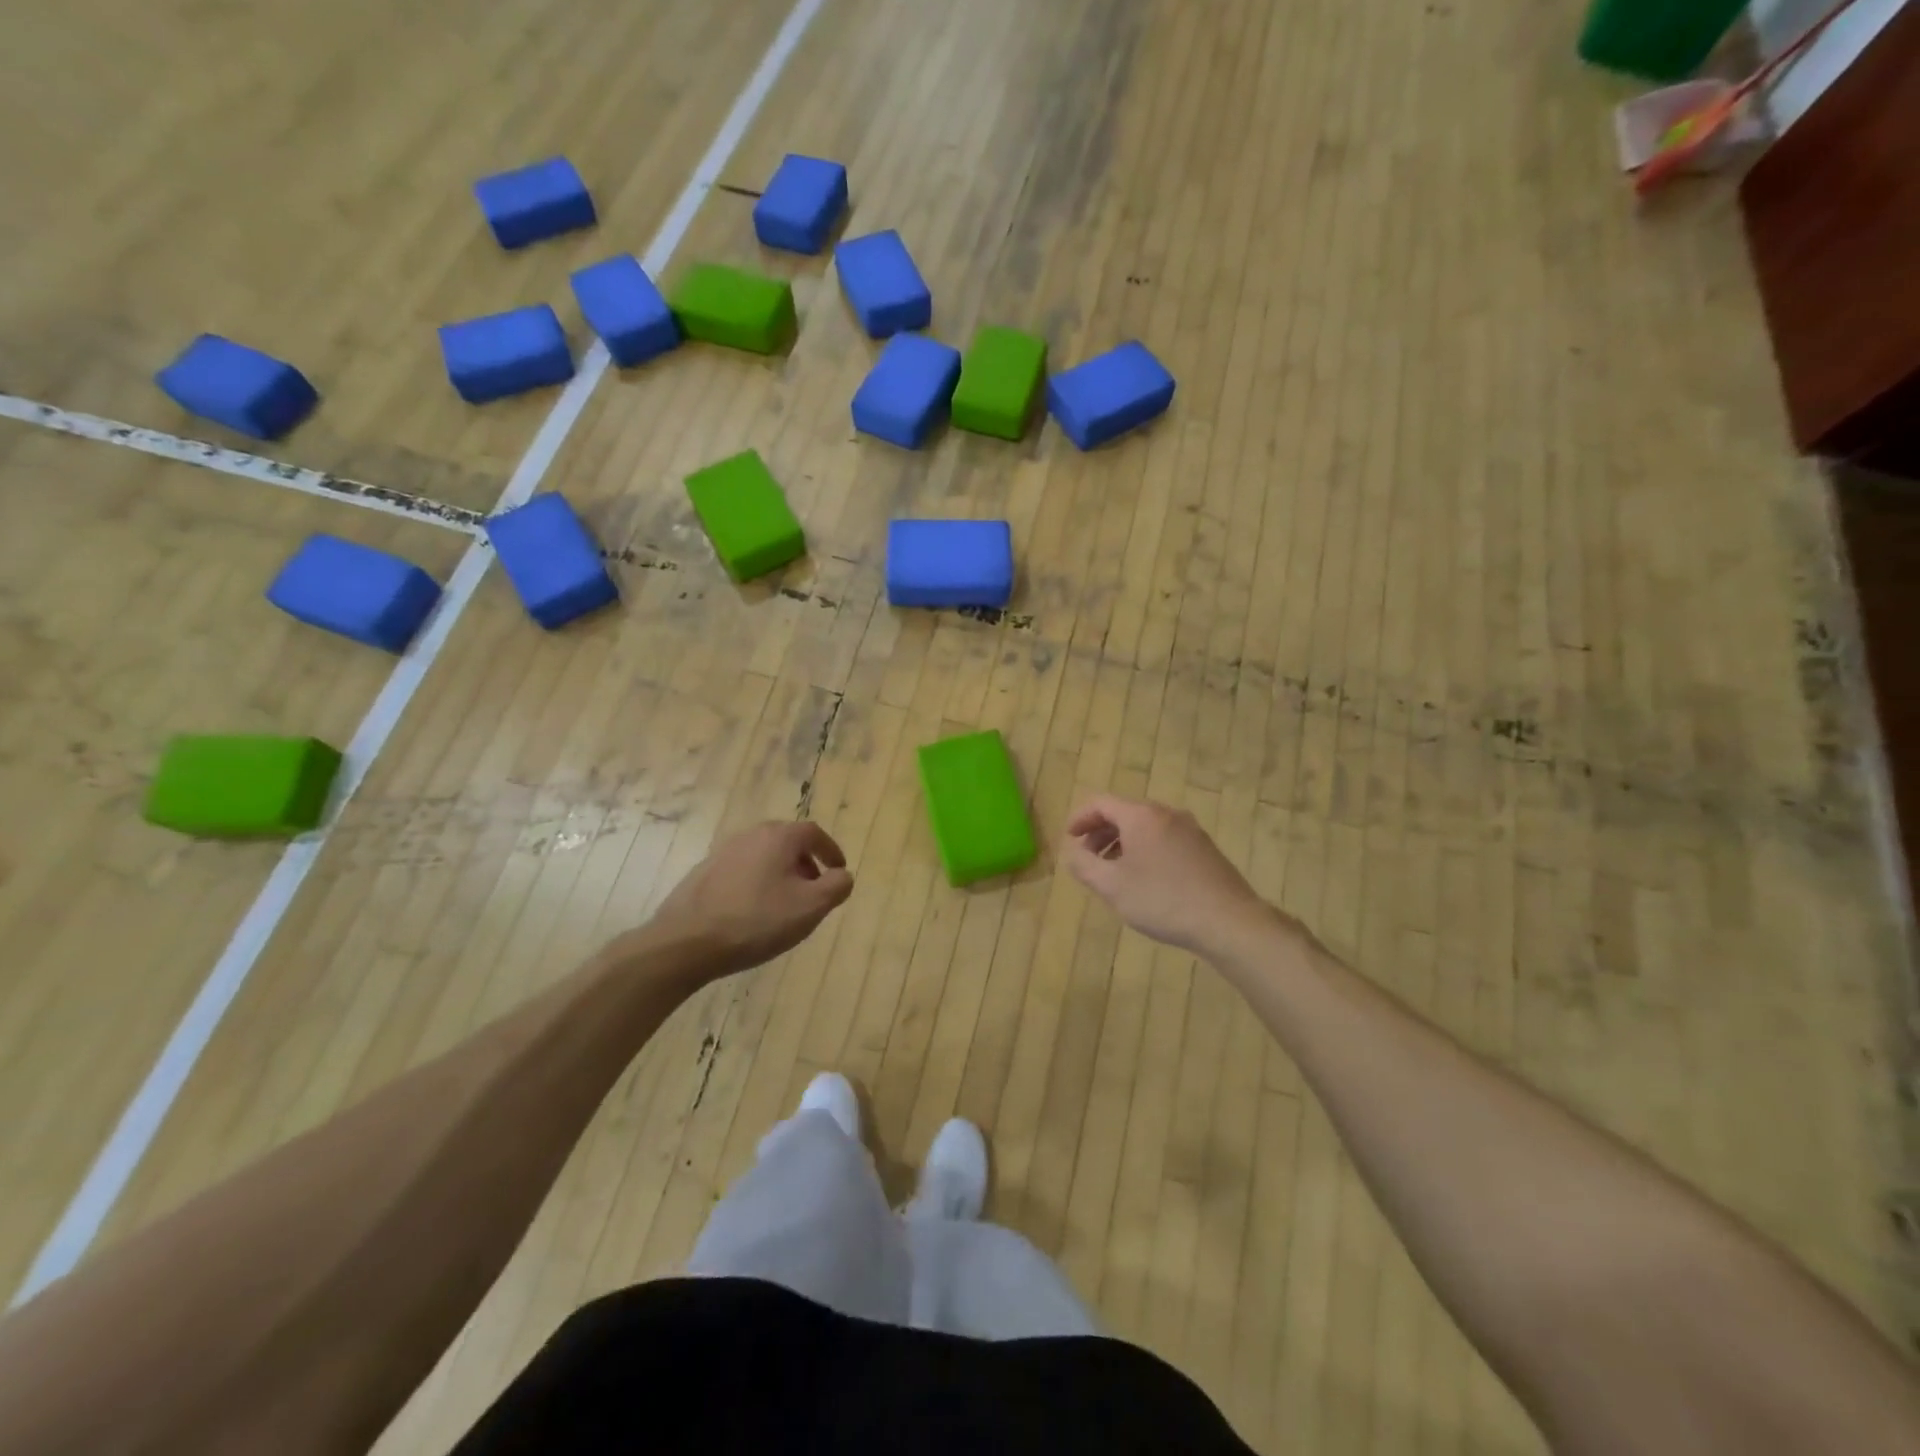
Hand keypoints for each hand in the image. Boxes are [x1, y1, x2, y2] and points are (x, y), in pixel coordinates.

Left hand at [646, 821, 853, 979]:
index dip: (831, 851)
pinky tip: (753, 913)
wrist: (686, 942)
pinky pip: (742, 871)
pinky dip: (757, 883)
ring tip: (785, 905)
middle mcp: (750, 835)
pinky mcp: (703, 872)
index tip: (839, 871)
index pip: (814, 833)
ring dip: (780, 874)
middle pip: (787, 842)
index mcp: (778, 837)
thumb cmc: (756, 921)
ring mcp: (723, 852)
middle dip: (806, 863)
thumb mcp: (810, 907)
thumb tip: (842, 875)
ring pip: (763, 856)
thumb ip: (836, 886)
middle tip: (814, 890)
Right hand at [1062, 795, 1275, 955]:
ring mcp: (1190, 829)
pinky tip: (1145, 879)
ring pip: (1145, 827)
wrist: (1229, 921)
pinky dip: (1144, 849)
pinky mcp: (1204, 848)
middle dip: (1100, 832)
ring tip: (1113, 871)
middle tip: (1087, 858)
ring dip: (1122, 843)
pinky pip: (1164, 838)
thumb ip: (1084, 865)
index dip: (1079, 818)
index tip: (1069, 839)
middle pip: (1124, 812)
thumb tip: (1072, 852)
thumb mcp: (1112, 887)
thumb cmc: (1163, 900)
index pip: (1101, 803)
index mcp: (1141, 816)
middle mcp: (1166, 814)